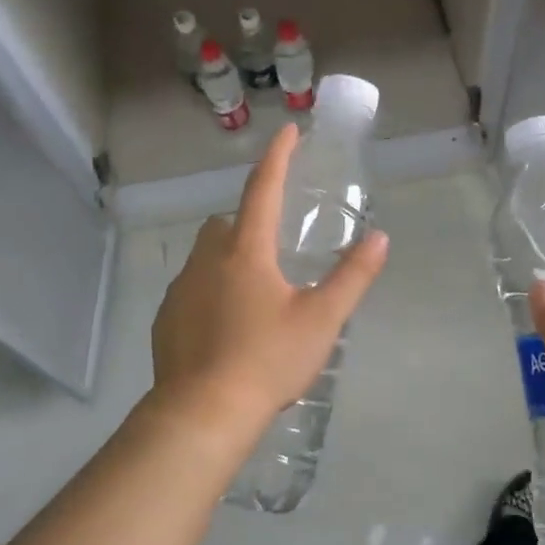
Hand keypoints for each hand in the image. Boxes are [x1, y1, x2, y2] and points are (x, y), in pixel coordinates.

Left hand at [150, 123, 388, 435]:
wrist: (203, 413)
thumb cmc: (267, 360)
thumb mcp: (321, 320)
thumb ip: (352, 277)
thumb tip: (379, 238)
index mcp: (246, 251)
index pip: (262, 189)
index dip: (277, 157)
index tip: (287, 131)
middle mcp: (206, 260)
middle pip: (227, 223)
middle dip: (249, 220)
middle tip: (275, 246)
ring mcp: (180, 289)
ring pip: (206, 256)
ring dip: (228, 258)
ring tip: (255, 292)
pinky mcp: (166, 319)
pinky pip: (191, 289)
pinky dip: (210, 292)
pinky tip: (226, 325)